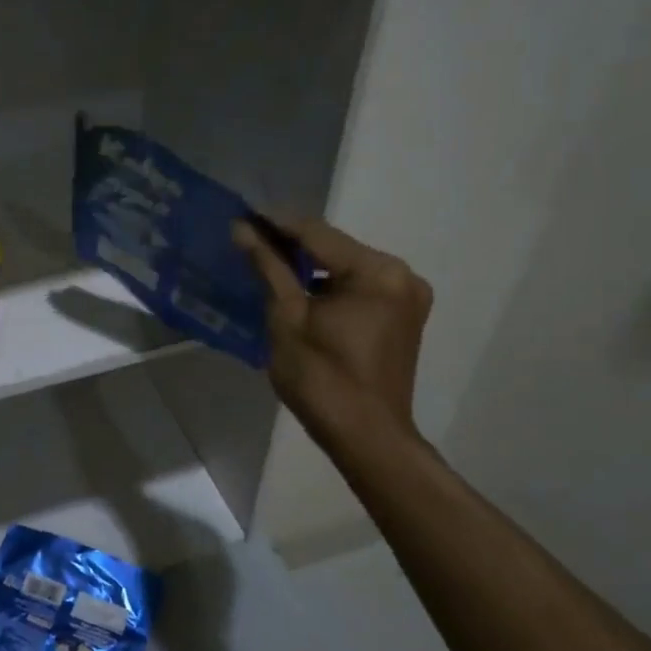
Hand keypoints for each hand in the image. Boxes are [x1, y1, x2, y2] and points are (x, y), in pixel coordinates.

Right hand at [234, 218, 432, 454]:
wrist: (366, 437)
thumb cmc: (322, 378)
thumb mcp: (287, 318)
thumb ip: (269, 268)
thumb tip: (243, 230)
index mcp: (378, 272)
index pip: (317, 234)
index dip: (276, 223)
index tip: (242, 213)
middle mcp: (402, 275)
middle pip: (336, 248)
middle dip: (293, 244)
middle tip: (250, 238)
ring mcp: (407, 296)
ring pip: (347, 268)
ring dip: (311, 266)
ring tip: (267, 262)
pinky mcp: (404, 316)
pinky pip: (360, 287)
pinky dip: (330, 286)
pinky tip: (300, 290)